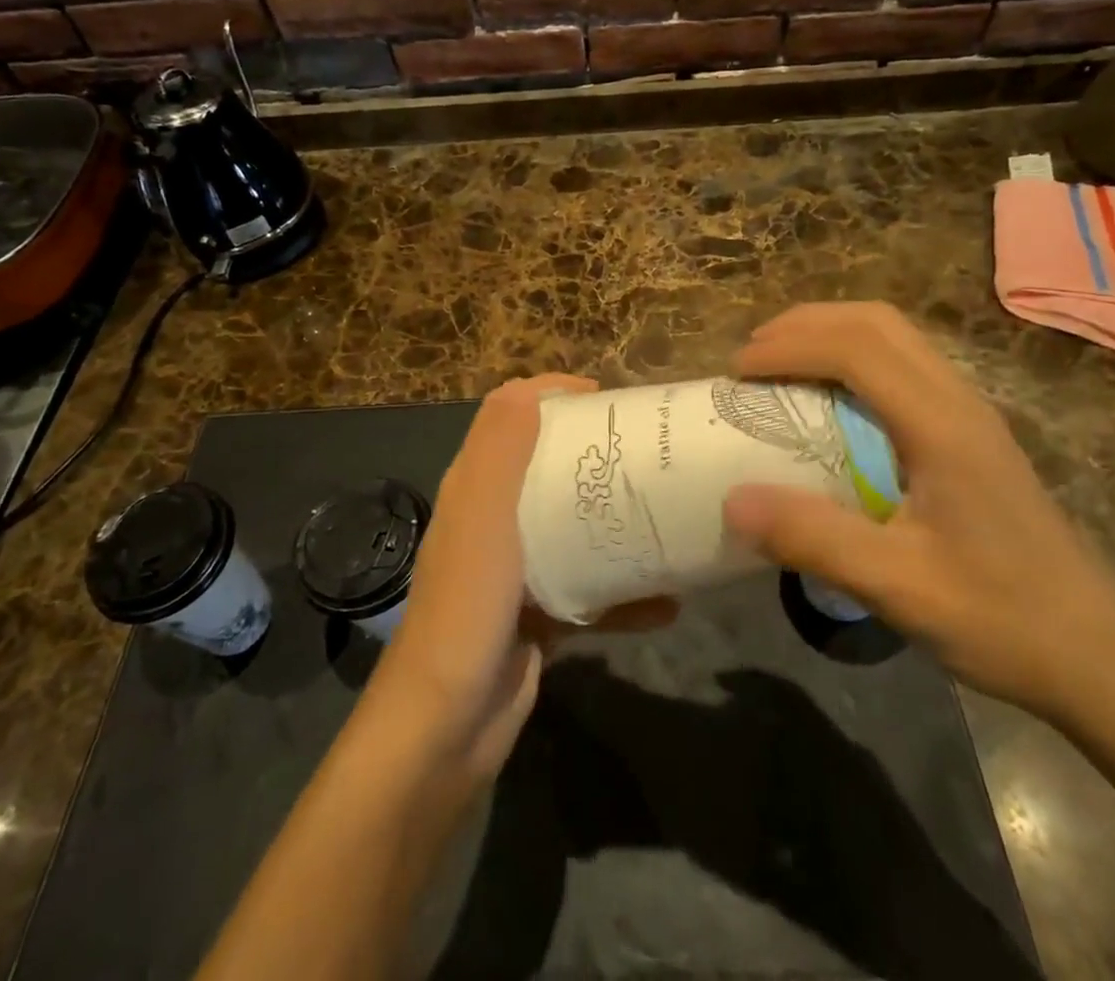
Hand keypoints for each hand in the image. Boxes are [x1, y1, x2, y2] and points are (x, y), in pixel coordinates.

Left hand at [371, 375, 674, 778]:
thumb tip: (533, 387)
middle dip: (595, 451)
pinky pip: (588, 590)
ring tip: (667, 513)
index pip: (509, 415)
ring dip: (615, 518)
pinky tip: (667, 602)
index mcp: (475, 486)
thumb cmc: (467, 607)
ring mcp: (516, 570)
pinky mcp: (538, 616)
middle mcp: (493, 519)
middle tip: (649, 451)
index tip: (607, 399)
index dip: (552, 395)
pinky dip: (624, 594)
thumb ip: (501, 448)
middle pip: (547, 465)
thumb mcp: (482, 516)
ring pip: (572, 526)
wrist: (446, 728)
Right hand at [721, 303, 1114, 723]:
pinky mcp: (970, 433)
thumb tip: (731, 500)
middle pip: (876, 322)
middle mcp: (958, 401)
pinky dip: (852, 358)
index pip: (856, 348)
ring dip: (830, 334)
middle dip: (805, 324)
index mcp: (942, 425)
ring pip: (893, 336)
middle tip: (752, 355)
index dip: (789, 346)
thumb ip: (815, 539)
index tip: (736, 371)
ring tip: (779, 365)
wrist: (1101, 661)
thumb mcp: (900, 587)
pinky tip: (830, 401)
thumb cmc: (1004, 620)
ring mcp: (969, 413)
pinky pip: (903, 365)